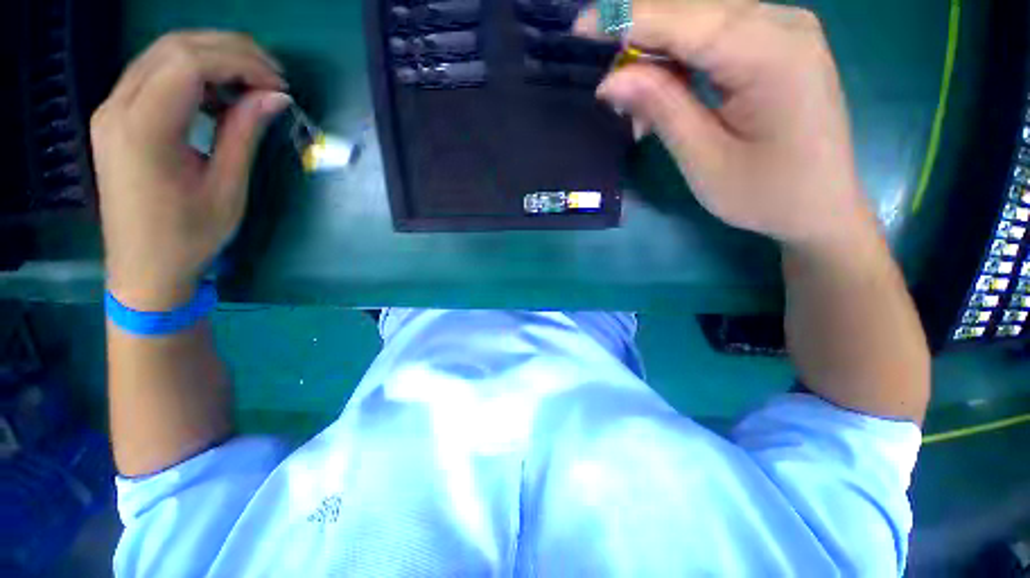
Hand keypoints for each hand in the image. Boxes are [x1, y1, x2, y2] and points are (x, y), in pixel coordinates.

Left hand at [91, 31, 289, 310]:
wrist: (143, 268)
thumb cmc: (189, 237)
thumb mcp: (227, 188)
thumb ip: (244, 134)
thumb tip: (274, 97)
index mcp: (144, 130)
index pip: (189, 63)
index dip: (240, 62)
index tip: (279, 85)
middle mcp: (118, 108)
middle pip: (174, 47)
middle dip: (230, 50)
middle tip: (272, 76)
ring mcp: (112, 109)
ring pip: (163, 54)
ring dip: (212, 57)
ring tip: (252, 83)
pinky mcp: (117, 117)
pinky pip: (155, 74)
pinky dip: (193, 74)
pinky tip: (218, 97)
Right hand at [576, 0, 876, 251]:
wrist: (821, 206)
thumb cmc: (765, 194)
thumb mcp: (704, 160)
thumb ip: (662, 108)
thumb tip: (611, 80)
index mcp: (770, 53)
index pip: (682, 20)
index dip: (626, 19)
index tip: (579, 26)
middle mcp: (782, 23)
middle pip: (691, 12)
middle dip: (639, 42)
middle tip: (611, 92)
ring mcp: (784, 29)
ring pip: (701, 21)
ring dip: (659, 57)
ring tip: (637, 110)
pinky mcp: (778, 43)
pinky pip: (717, 35)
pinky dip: (681, 60)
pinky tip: (666, 93)